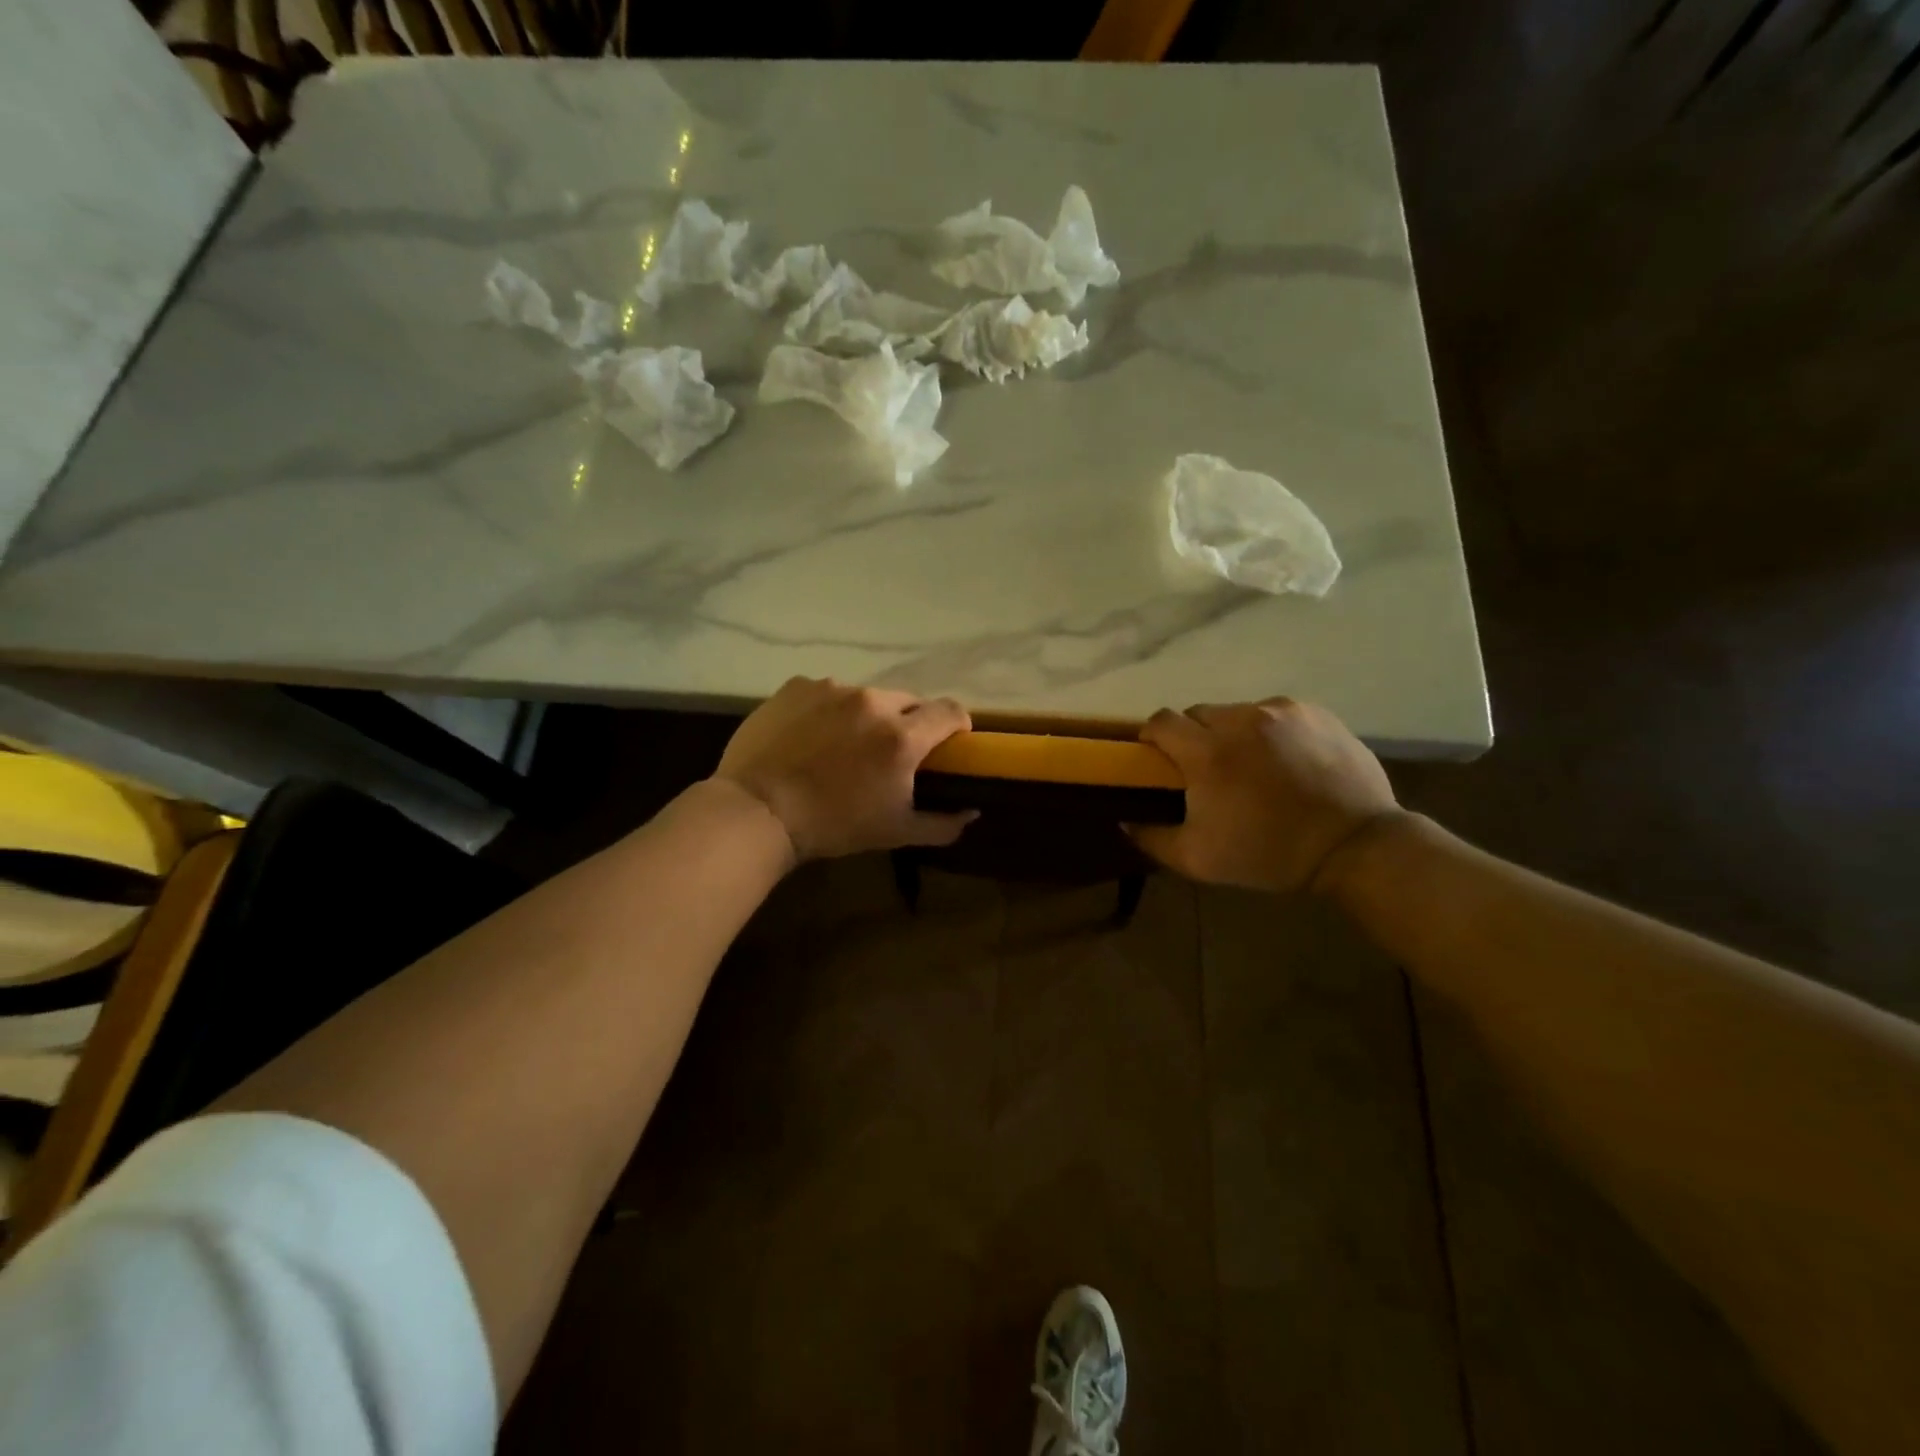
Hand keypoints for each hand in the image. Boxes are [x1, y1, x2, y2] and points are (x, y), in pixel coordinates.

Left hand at [713, 677, 976, 861]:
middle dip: (909, 723)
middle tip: (890, 752)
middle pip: (909, 701)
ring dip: (867, 716)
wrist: (758, 811)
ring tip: (843, 746)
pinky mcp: (797, 687)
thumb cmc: (834, 825)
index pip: (951, 710)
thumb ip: (943, 823)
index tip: (949, 743)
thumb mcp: (895, 833)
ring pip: (866, 696)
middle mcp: (872, 702)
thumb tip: (972, 811)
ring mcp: (832, 689)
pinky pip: (827, 693)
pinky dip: (829, 710)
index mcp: (902, 736)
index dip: (957, 725)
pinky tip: (810, 737)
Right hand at [1128, 698, 1402, 893]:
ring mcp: (1280, 711)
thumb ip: (1151, 838)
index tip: (1159, 760)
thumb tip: (1124, 818)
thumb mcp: (1199, 860)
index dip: (1152, 738)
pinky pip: (1274, 713)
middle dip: (1193, 737)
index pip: (1160, 721)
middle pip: (1197, 714)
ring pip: (1236, 712)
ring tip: (1251, 767)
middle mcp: (1240, 719)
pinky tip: (1284, 761)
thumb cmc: (1268, 854)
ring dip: (1232, 734)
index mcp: (1207, 752)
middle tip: (1207, 770)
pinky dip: (1268, 732)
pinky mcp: (1313, 712)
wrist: (1355, 846)